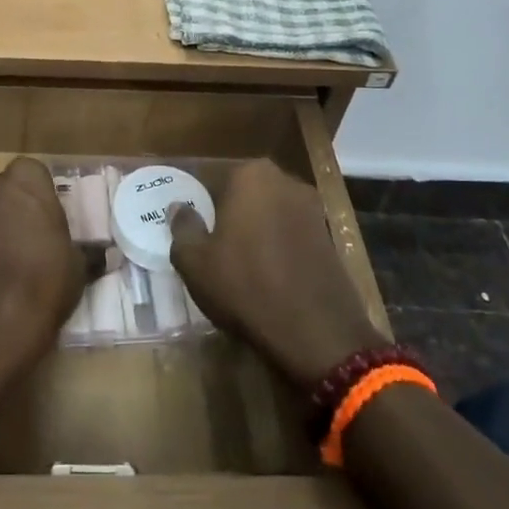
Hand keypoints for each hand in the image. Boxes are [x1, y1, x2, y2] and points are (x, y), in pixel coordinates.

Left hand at [0, 158, 89, 370]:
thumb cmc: (44, 282)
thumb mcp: (78, 266)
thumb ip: (82, 251)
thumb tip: (101, 256)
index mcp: (23, 180)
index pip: (32, 174)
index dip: (39, 198)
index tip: (47, 223)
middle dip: (7, 209)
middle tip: (24, 242)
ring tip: (0, 270)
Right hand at [170, 161, 385, 392]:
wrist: (319, 333)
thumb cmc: (246, 287)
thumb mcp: (195, 261)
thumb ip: (183, 227)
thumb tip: (180, 207)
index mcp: (249, 174)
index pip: (208, 175)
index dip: (193, 197)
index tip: (183, 218)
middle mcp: (283, 179)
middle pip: (241, 189)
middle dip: (224, 208)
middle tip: (205, 236)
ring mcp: (311, 207)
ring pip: (267, 209)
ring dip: (251, 225)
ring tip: (233, 255)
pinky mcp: (329, 235)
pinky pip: (288, 230)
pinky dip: (274, 242)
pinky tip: (263, 269)